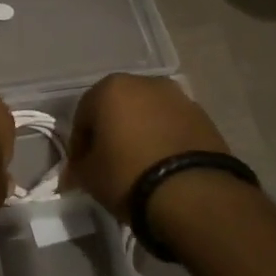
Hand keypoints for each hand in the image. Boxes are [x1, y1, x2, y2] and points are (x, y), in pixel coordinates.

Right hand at [66, 74, 229, 221]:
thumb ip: (78, 168)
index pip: (83, 115)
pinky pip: (172, 126)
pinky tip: (162, 164)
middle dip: (111, 131)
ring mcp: (178, 97)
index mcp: (110, 88)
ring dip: (140, 133)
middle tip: (108, 162)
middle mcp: (144, 83)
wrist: (193, 192)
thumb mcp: (90, 177)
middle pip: (118, 108)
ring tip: (139, 164)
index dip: (80, 144)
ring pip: (148, 114)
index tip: (81, 167)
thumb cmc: (128, 175)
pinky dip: (164, 139)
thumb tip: (72, 173)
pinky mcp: (203, 116)